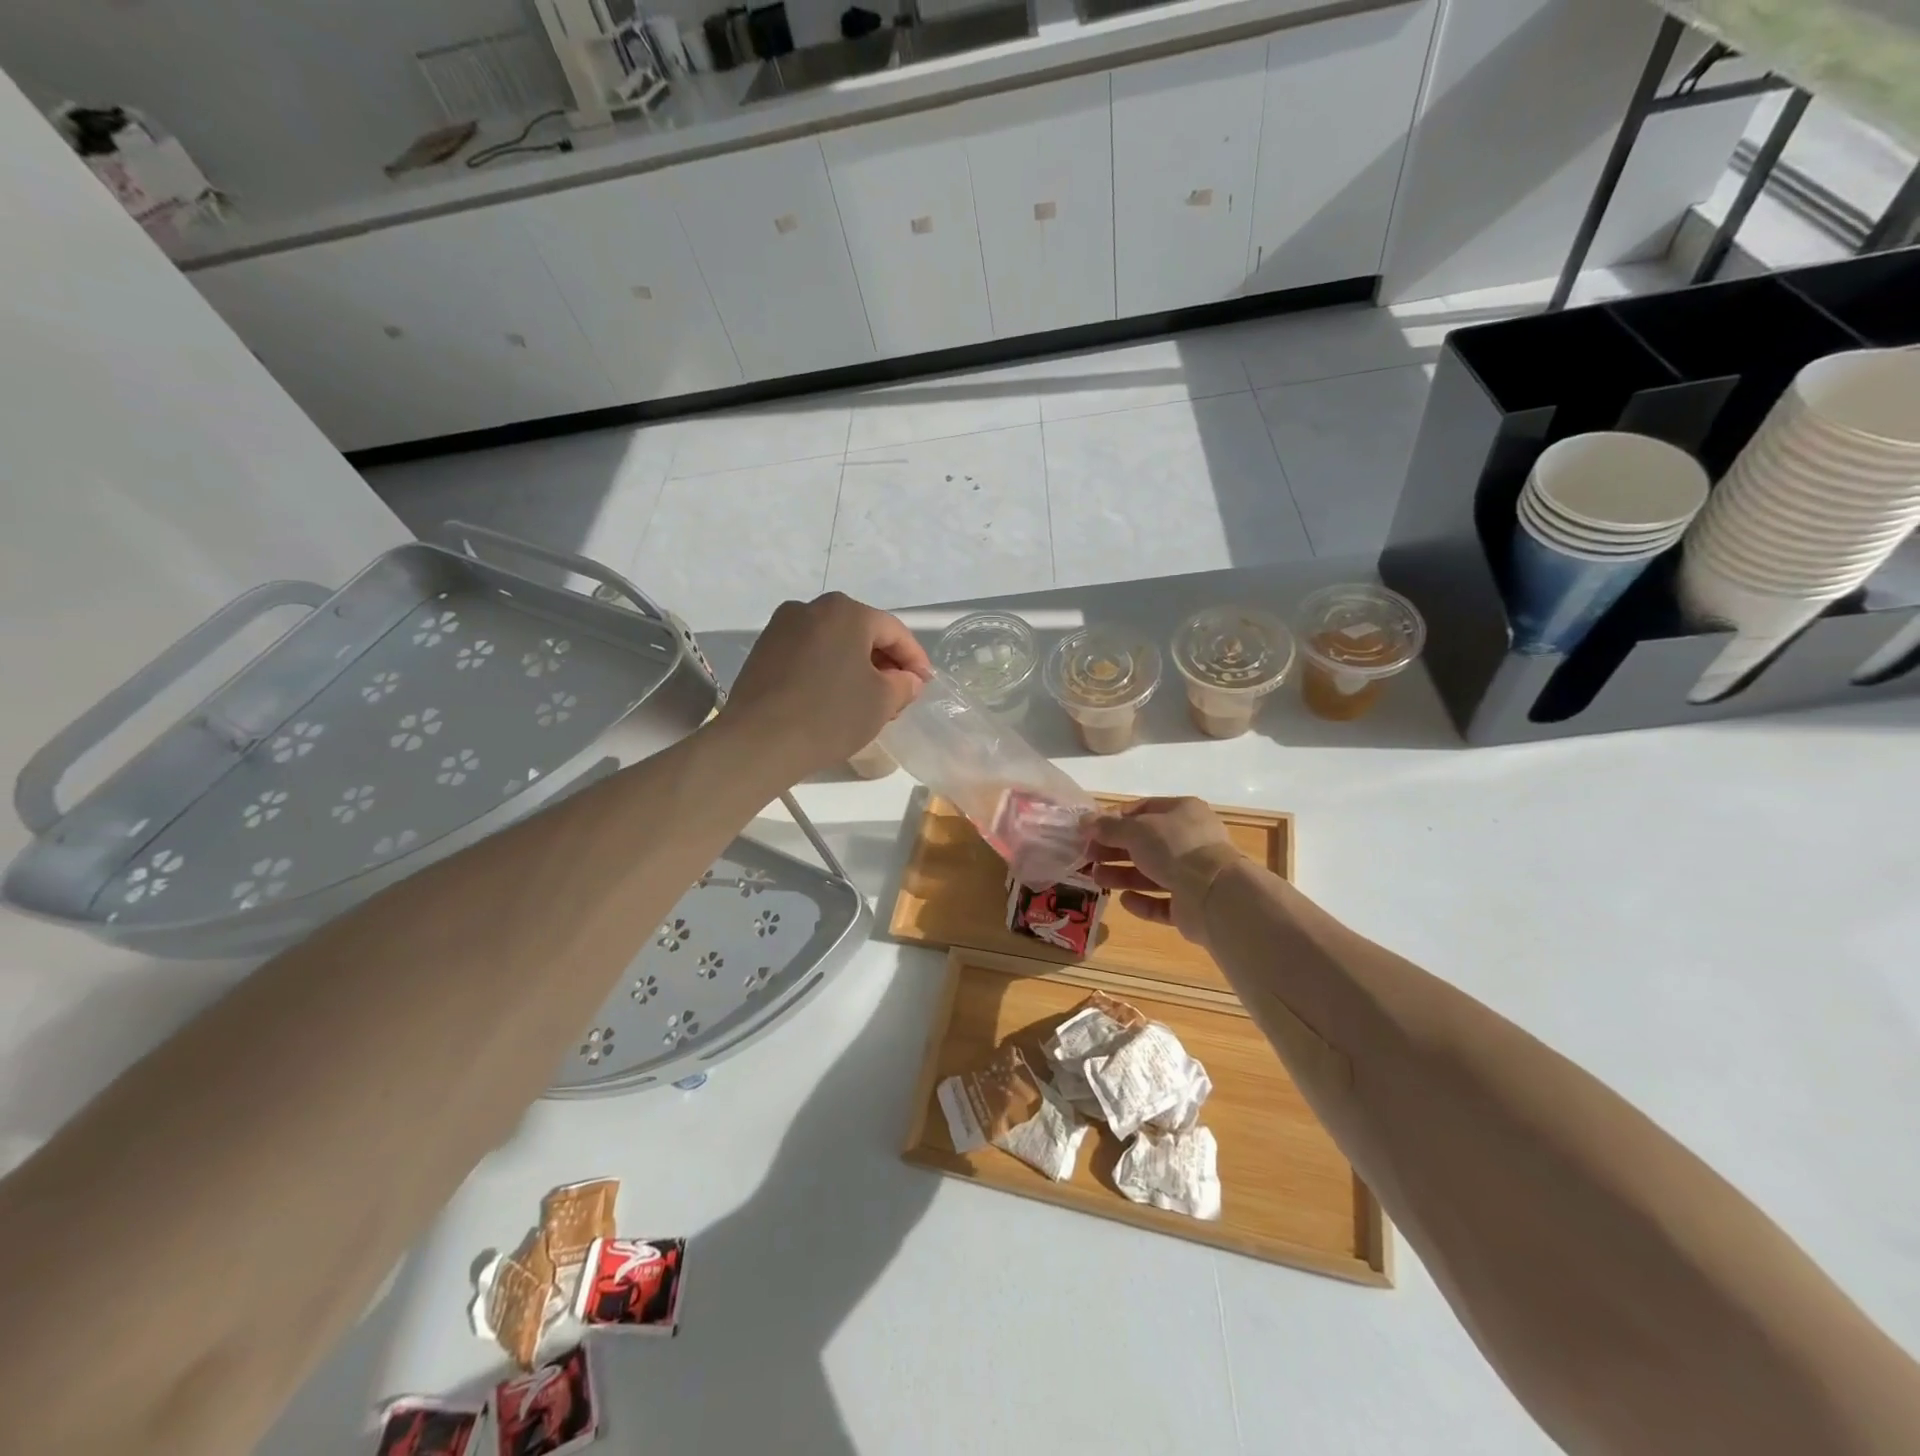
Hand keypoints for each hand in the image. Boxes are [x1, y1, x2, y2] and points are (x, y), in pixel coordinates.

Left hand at [721, 593, 932, 778]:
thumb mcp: (881, 702)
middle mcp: (810, 608)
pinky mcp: (762, 650)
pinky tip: (832, 698)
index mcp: (846, 611)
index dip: (914, 659)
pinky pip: (808, 654)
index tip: (924, 684)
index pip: (893, 631)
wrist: (759, 741)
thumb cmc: (830, 715)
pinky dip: (827, 670)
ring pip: (833, 643)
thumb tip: (906, 679)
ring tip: (866, 700)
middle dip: (883, 662)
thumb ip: (903, 684)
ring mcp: (781, 627)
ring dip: (854, 666)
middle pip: (861, 632)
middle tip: (898, 694)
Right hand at [1088, 797, 1244, 944]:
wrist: (1214, 894)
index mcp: (1183, 812)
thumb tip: (1084, 821)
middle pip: (1145, 843)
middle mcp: (1190, 840)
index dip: (1114, 818)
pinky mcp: (1192, 905)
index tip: (1090, 830)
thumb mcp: (1136, 831)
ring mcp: (1193, 874)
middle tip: (1087, 856)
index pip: (1144, 809)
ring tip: (1096, 878)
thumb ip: (1108, 827)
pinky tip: (1124, 901)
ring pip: (1152, 873)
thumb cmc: (1175, 848)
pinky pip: (1163, 902)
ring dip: (1123, 875)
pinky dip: (1143, 901)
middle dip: (1115, 849)